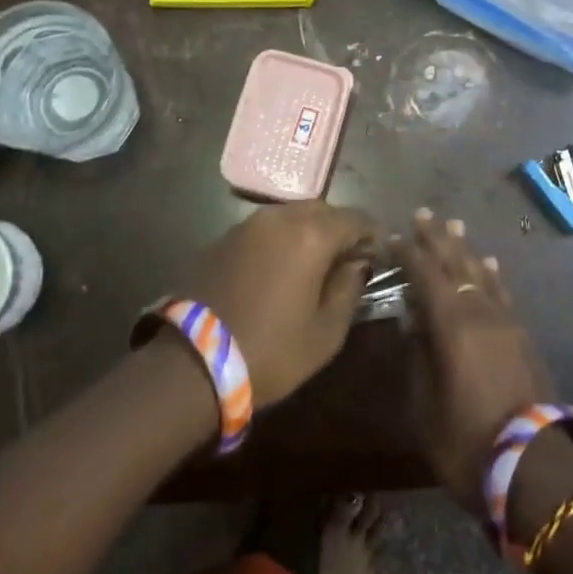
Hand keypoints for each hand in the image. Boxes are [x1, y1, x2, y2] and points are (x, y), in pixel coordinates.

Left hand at [183, 203, 376, 407]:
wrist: (193, 363)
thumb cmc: (272, 351)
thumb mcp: (326, 331)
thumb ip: (349, 289)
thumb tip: (357, 264)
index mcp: (311, 235)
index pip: (355, 219)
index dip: (372, 234)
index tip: (379, 254)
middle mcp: (279, 218)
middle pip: (322, 209)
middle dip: (340, 228)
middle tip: (348, 259)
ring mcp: (246, 225)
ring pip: (290, 215)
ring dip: (309, 231)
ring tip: (315, 263)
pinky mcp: (223, 238)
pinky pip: (264, 229)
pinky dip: (281, 240)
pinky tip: (281, 268)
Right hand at [398, 208, 552, 511]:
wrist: (534, 470)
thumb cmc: (467, 443)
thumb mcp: (424, 406)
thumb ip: (418, 356)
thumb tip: (413, 320)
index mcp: (453, 326)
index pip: (426, 275)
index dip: (408, 253)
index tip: (392, 236)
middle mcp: (481, 313)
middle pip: (456, 265)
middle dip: (437, 239)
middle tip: (423, 214)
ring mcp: (507, 323)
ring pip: (482, 275)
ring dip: (465, 250)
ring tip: (454, 227)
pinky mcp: (523, 338)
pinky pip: (503, 294)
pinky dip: (492, 275)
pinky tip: (489, 265)